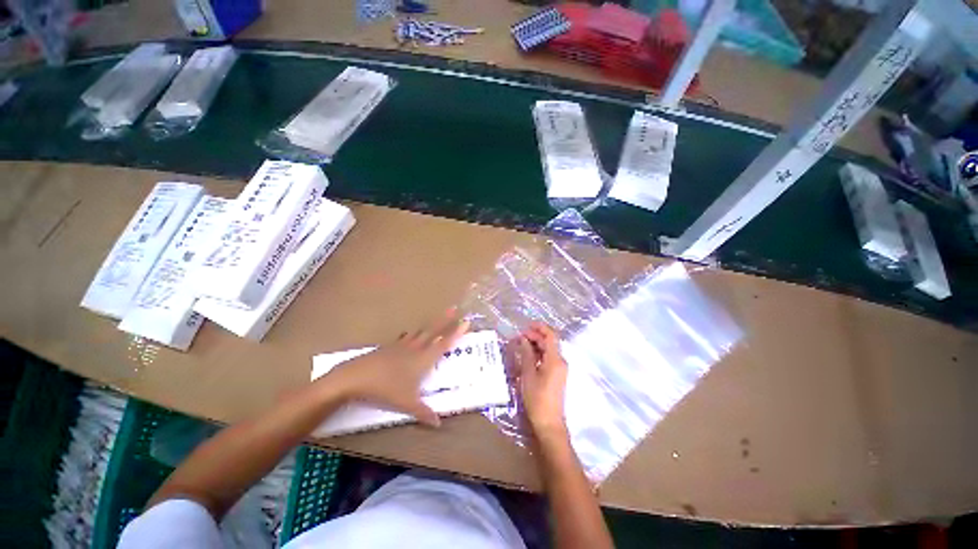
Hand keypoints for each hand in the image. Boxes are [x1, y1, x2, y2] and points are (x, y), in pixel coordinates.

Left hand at [328, 310, 468, 426]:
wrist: (356, 377)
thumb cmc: (386, 389)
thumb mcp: (407, 403)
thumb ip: (424, 412)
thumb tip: (438, 423)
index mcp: (421, 360)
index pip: (442, 345)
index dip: (455, 334)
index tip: (466, 321)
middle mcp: (412, 350)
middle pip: (431, 333)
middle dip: (443, 321)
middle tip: (453, 309)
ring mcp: (397, 347)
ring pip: (416, 334)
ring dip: (426, 327)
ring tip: (432, 322)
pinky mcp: (384, 349)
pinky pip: (402, 339)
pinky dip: (409, 336)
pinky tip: (406, 336)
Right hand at [515, 322, 568, 438]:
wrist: (548, 420)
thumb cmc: (537, 398)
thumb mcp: (528, 375)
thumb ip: (526, 355)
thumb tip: (524, 340)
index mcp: (556, 359)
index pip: (550, 336)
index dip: (539, 328)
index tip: (525, 325)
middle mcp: (561, 362)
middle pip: (550, 342)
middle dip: (535, 336)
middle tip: (518, 337)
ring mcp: (560, 369)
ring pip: (549, 351)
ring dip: (536, 346)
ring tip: (519, 346)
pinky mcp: (557, 377)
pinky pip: (549, 360)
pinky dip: (538, 355)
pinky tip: (526, 358)